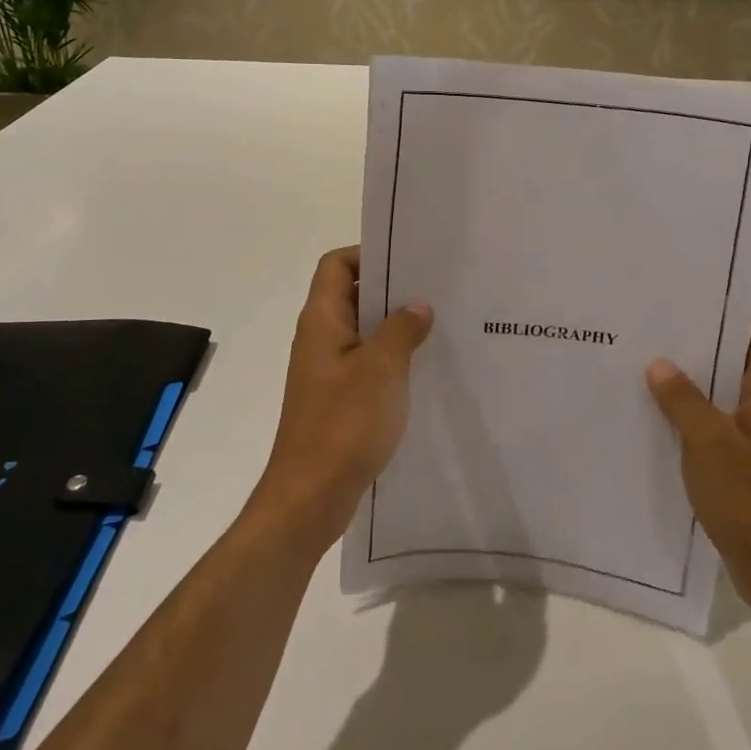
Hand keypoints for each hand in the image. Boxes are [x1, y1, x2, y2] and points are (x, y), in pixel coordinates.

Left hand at [251, 247, 433, 553]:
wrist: (311, 496)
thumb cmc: (344, 424)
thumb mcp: (382, 369)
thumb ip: (401, 329)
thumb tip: (417, 306)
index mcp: (322, 321)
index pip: (336, 265)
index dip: (368, 253)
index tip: (410, 260)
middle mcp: (320, 339)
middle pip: (352, 295)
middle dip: (391, 289)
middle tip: (437, 289)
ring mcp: (327, 371)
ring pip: (362, 332)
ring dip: (395, 327)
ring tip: (439, 325)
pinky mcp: (337, 399)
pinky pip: (366, 364)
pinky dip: (391, 359)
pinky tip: (424, 368)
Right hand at [646, 318, 750, 614]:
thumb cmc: (747, 496)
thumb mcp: (707, 440)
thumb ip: (682, 398)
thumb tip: (659, 363)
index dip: (723, 313)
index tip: (684, 300)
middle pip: (735, 361)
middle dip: (697, 347)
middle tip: (652, 331)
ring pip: (724, 394)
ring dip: (692, 384)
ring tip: (646, 367)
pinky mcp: (749, 461)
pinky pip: (719, 424)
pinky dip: (693, 415)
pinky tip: (657, 415)